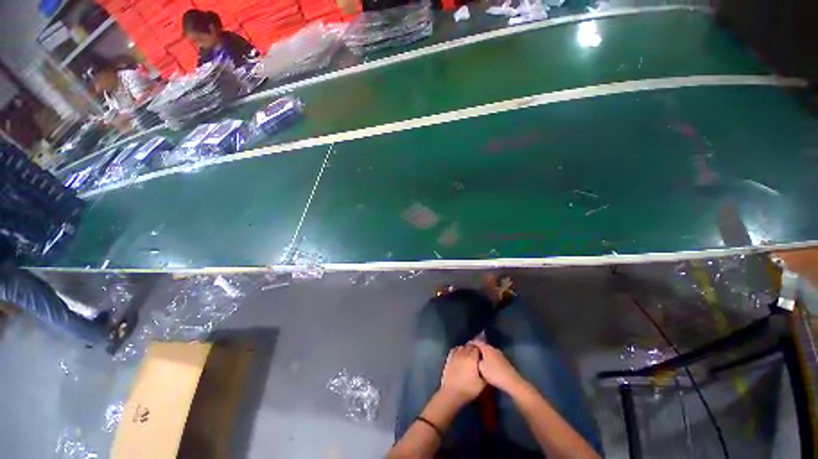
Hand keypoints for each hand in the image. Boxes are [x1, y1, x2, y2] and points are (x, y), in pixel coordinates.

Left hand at [439, 345, 485, 405]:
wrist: (452, 393)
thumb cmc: (468, 389)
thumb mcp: (482, 384)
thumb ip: (485, 373)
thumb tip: (486, 367)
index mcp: (472, 359)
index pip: (477, 348)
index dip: (480, 350)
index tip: (483, 354)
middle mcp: (463, 354)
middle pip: (469, 346)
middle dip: (474, 348)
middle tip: (477, 354)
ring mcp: (455, 355)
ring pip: (462, 347)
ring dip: (466, 348)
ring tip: (469, 354)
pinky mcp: (449, 358)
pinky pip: (454, 349)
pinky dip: (458, 349)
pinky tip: (460, 354)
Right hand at [470, 341, 525, 393]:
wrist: (511, 381)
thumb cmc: (494, 374)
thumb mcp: (480, 367)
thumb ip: (476, 359)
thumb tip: (474, 356)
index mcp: (487, 348)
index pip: (476, 342)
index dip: (471, 343)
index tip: (465, 346)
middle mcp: (493, 348)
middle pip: (483, 346)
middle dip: (477, 349)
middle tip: (471, 353)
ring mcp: (500, 354)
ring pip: (489, 351)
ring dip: (484, 354)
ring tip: (478, 359)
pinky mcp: (504, 360)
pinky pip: (493, 356)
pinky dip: (489, 358)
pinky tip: (487, 364)